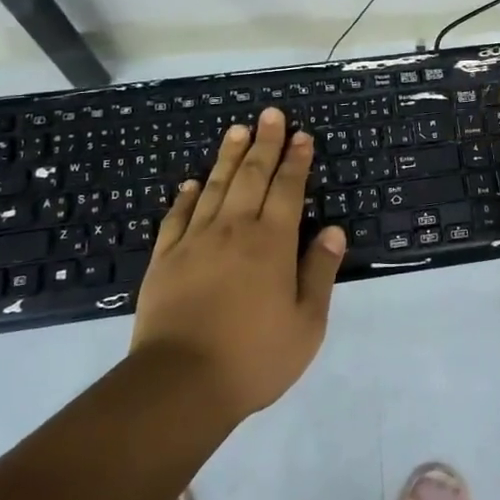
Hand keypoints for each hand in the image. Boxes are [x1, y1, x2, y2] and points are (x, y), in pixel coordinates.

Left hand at [130, 109, 343, 422]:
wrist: (180, 384)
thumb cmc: (253, 357)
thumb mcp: (306, 324)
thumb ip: (319, 273)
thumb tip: (334, 231)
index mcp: (272, 243)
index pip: (288, 189)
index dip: (296, 160)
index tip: (302, 135)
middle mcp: (234, 230)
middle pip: (251, 176)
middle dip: (264, 143)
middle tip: (270, 114)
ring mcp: (195, 242)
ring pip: (215, 187)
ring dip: (228, 156)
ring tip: (237, 130)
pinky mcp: (165, 260)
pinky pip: (177, 217)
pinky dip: (187, 196)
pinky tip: (192, 183)